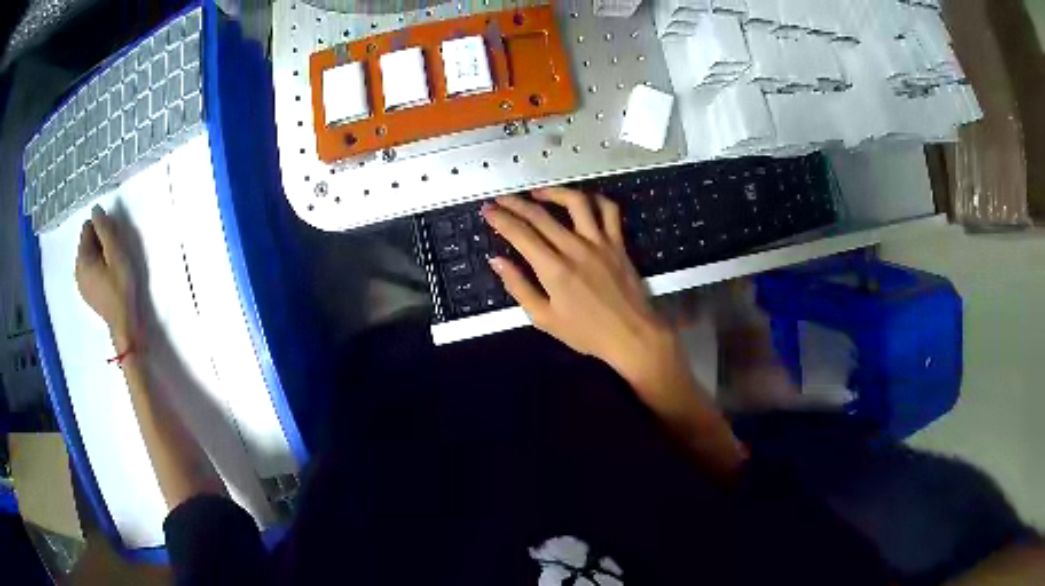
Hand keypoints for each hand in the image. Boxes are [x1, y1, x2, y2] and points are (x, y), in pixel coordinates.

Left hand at [76, 206, 138, 350]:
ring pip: (88, 256)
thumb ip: (105, 230)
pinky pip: (89, 270)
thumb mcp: (116, 254)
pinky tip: (108, 279)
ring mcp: (80, 283)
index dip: (102, 229)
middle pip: (87, 242)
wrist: (123, 325)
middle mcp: (77, 269)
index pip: (88, 228)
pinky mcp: (86, 293)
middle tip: (115, 255)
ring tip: (113, 268)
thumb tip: (95, 209)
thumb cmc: (121, 288)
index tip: (114, 241)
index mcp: (82, 258)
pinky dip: (97, 268)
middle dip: (100, 242)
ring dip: (99, 255)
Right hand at [482, 189, 685, 405]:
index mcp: (554, 269)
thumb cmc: (586, 333)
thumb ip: (519, 287)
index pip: (520, 234)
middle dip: (515, 203)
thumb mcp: (544, 319)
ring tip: (537, 193)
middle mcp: (575, 248)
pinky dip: (594, 199)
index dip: (500, 219)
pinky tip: (581, 200)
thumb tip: (497, 262)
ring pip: (575, 203)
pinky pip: (608, 210)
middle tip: (501, 199)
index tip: (488, 210)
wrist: (632, 335)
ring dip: (553, 192)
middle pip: (540, 215)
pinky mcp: (618, 242)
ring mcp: (600, 242)